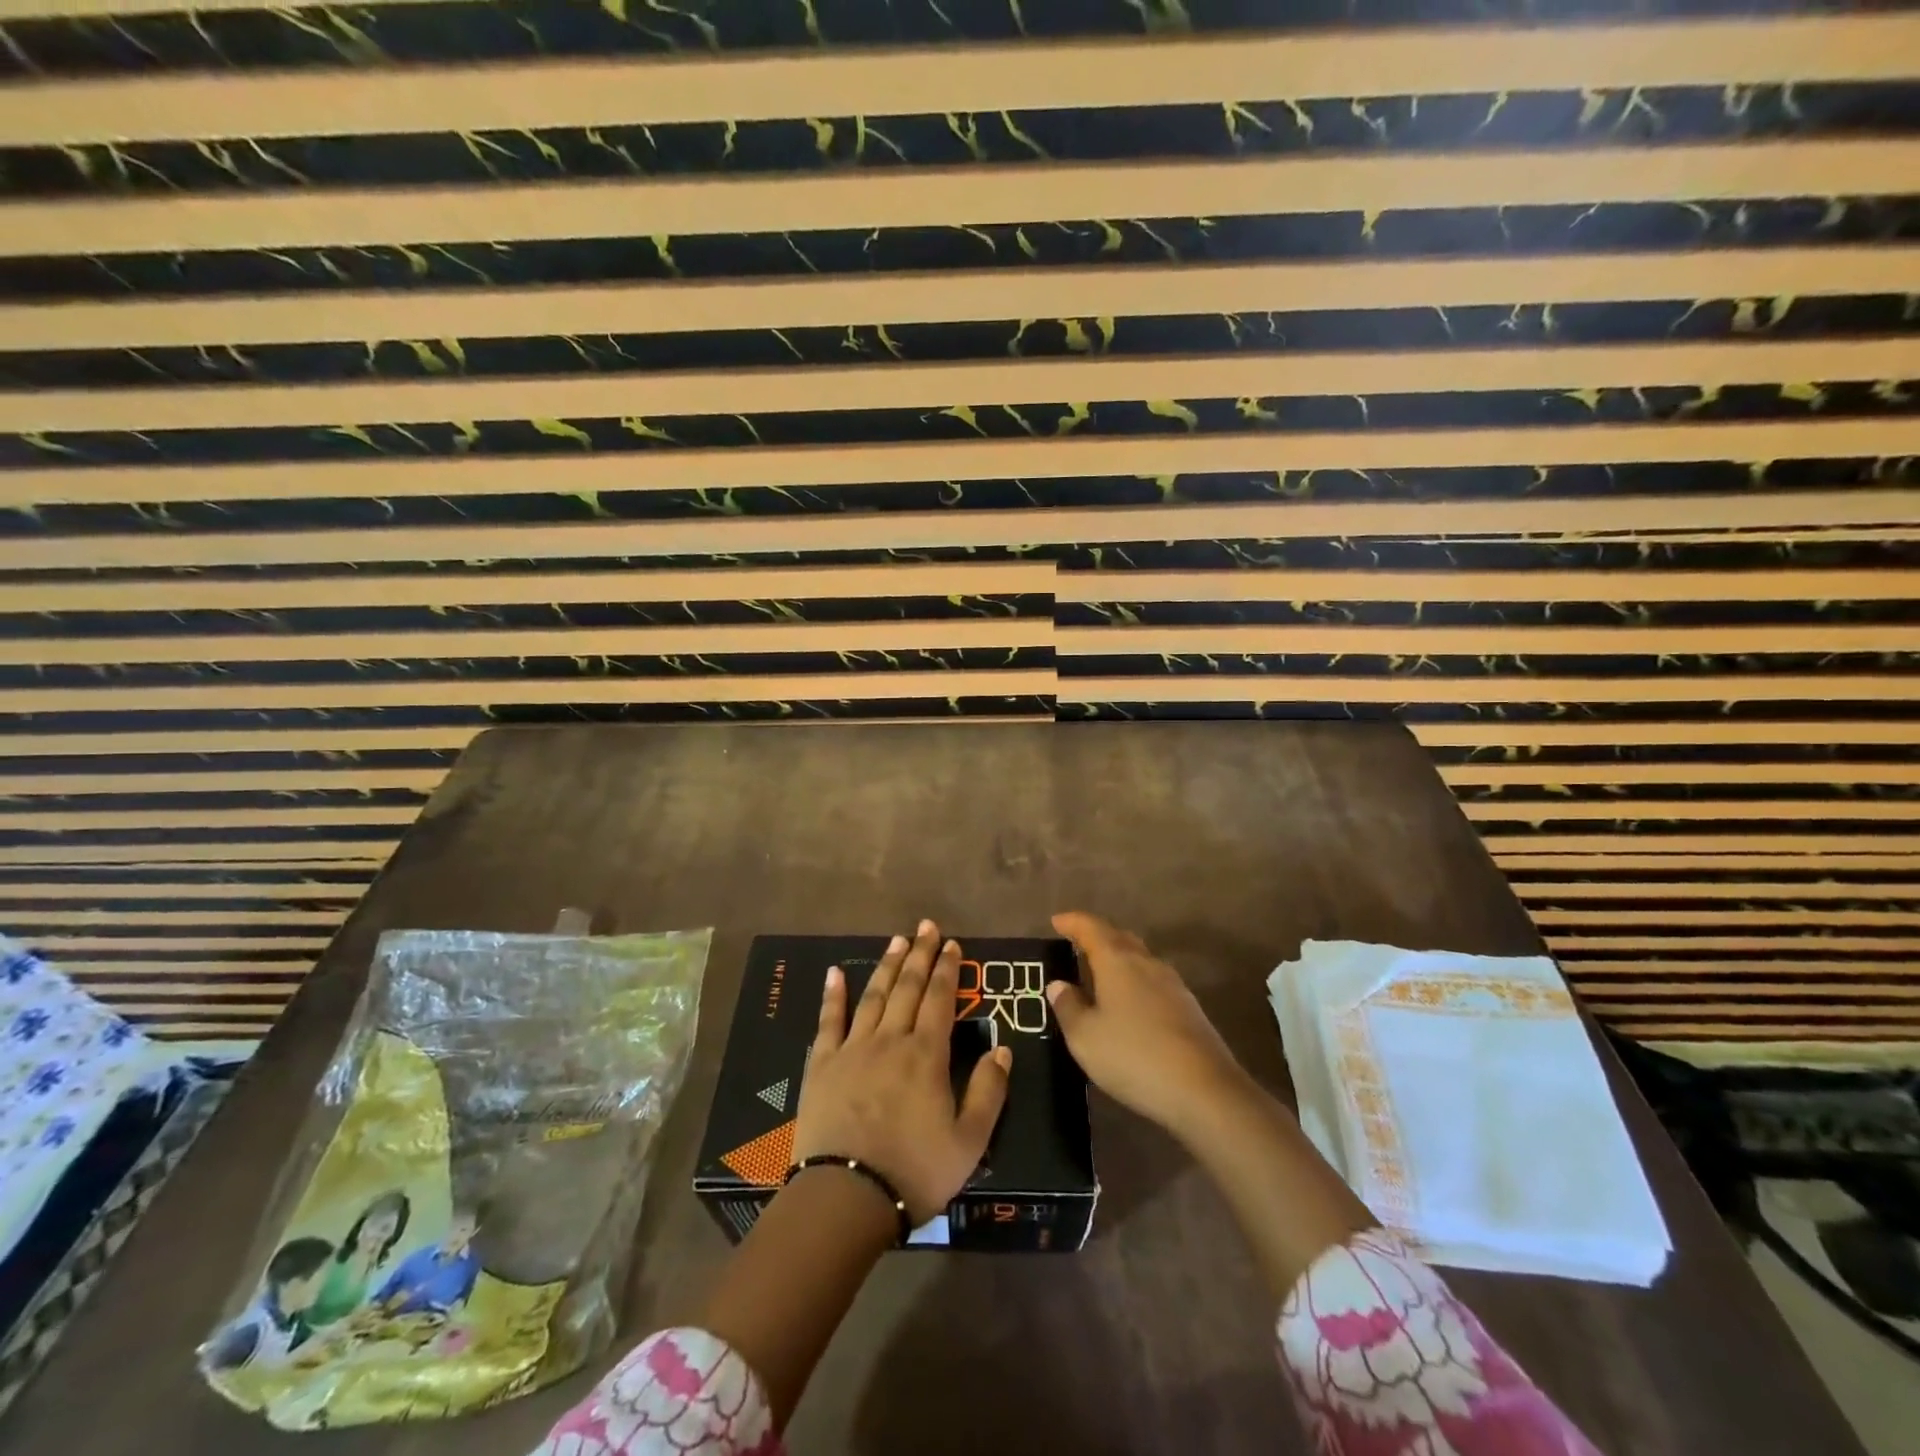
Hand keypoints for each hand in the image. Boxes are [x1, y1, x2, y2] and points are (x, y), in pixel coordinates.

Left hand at [792, 920, 1012, 1223]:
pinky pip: (829, 1021)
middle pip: (907, 987)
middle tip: (926, 926)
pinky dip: (833, 994)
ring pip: (874, 996)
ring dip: (887, 965)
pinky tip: (835, 972)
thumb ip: (988, 1092)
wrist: (845, 1197)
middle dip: (920, 954)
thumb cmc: (913, 1171)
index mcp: (927, 1055)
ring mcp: (853, 1048)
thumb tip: (1002, 1049)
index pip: (940, 999)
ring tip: (897, 939)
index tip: (952, 944)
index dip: (947, 969)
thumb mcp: (969, 1141)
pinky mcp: (823, 1064)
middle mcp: (891, 1040)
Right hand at [1047, 911, 1248, 1137]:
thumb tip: (1059, 984)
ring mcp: (1173, 984)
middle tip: (1076, 945)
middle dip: (1097, 937)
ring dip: (1118, 960)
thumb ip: (1068, 1007)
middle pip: (1119, 937)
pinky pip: (1153, 982)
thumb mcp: (1085, 1037)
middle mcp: (1147, 963)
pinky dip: (1135, 982)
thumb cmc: (1134, 1056)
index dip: (1072, 922)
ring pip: (1140, 959)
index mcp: (1117, 961)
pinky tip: (1129, 1005)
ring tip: (1100, 976)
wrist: (1205, 1091)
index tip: (1056, 921)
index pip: (1091, 928)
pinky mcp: (1189, 1008)